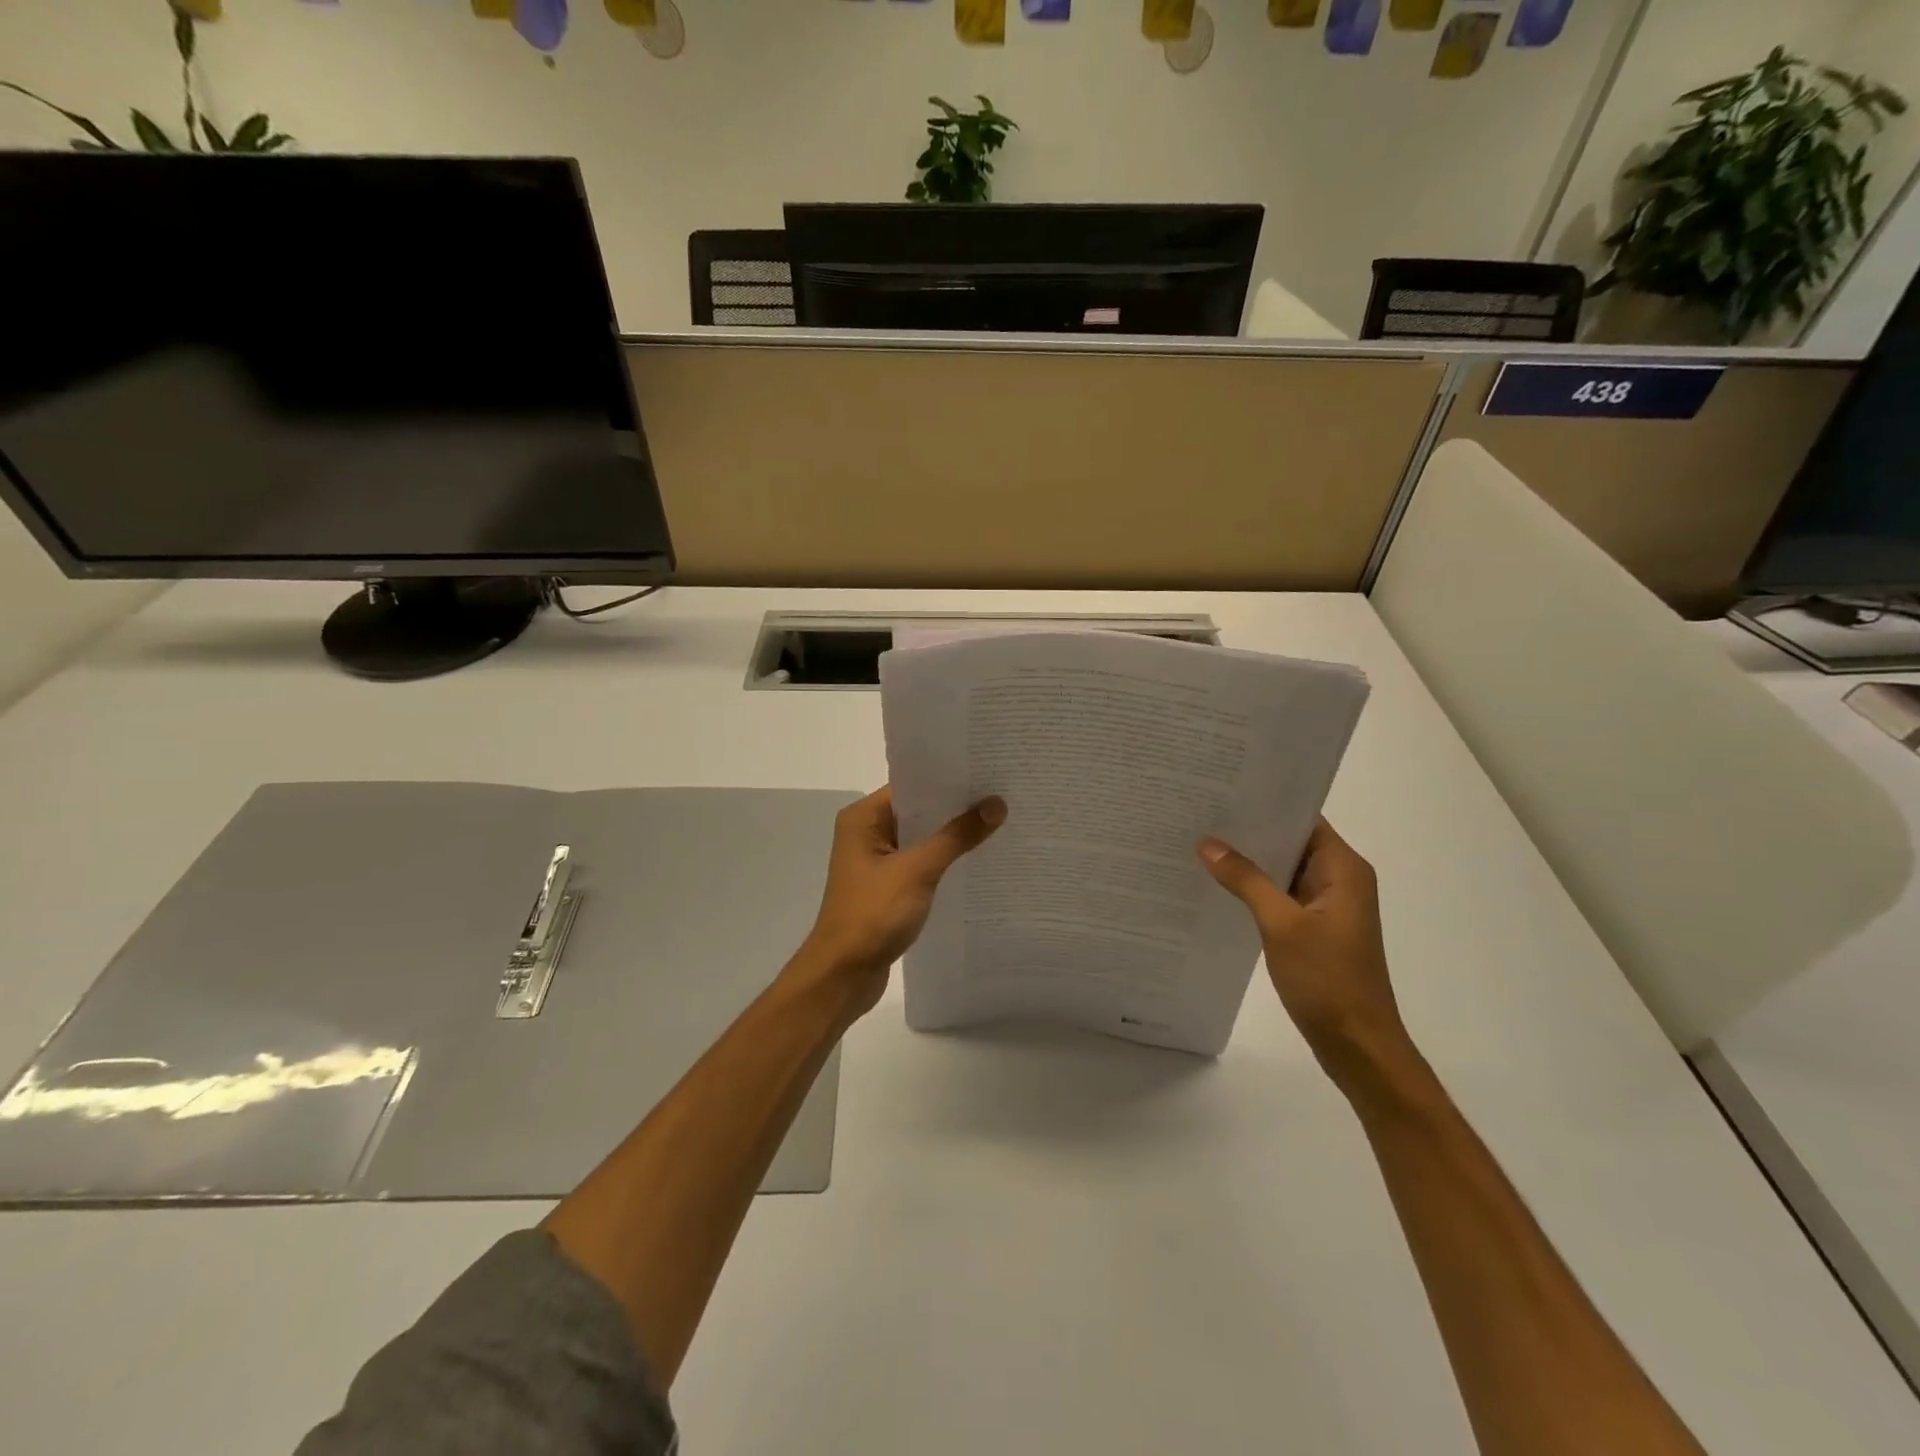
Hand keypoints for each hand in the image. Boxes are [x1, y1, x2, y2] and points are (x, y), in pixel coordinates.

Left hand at [791, 785, 1005, 1018]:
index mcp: (863, 818)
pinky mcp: (887, 887)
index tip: (987, 771)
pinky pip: (921, 863)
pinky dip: (944, 861)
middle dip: (956, 806)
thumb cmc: (872, 914)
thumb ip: (956, 837)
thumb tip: (996, 804)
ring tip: (998, 822)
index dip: (948, 779)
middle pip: (918, 810)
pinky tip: (977, 860)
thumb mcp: (918, 870)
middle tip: (1002, 794)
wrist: (843, 975)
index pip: (911, 785)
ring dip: (952, 835)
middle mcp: (867, 832)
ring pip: (921, 838)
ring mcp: (876, 861)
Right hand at [1199, 819, 1412, 1087]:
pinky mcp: (1315, 928)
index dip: (1266, 805)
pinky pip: (1281, 895)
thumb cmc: (1327, 980)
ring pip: (1283, 870)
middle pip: (1291, 842)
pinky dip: (1255, 889)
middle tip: (1201, 815)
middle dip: (1250, 832)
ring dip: (1250, 862)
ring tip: (1201, 844)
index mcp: (1343, 869)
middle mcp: (1339, 879)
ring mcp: (1327, 906)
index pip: (1302, 819)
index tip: (1223, 792)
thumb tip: (1208, 843)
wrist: (1358, 1046)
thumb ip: (1245, 880)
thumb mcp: (1281, 925)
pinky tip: (1219, 886)